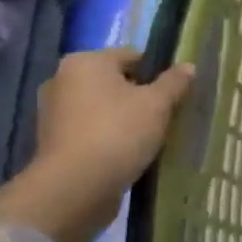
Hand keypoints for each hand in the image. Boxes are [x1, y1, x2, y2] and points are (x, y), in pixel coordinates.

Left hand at [32, 50, 194, 211]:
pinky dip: (107, 136)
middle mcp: (62, 79)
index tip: (173, 95)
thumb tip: (188, 66)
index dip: (157, 73)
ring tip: (147, 137)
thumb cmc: (119, 132)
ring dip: (123, 117)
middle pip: (114, 81)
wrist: (75, 186)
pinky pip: (90, 129)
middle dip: (139, 96)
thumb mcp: (157, 104)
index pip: (132, 56)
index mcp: (86, 61)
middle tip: (163, 116)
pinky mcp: (52, 141)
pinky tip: (126, 152)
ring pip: (101, 107)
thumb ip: (174, 82)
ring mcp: (53, 111)